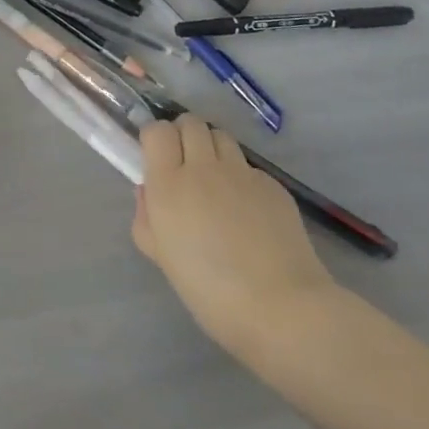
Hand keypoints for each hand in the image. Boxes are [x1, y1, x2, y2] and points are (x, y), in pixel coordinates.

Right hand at [132, 114, 343, 368]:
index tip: (156, 158)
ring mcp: (241, 172)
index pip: (157, 130)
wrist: (281, 306)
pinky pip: (248, 166)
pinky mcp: (272, 183)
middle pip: (190, 123)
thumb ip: (147, 219)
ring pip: (221, 136)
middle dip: (183, 135)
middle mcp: (204, 167)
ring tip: (215, 178)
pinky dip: (241, 176)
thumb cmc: (210, 290)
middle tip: (185, 164)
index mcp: (169, 183)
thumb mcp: (162, 258)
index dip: (155, 138)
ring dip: (212, 148)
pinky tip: (247, 208)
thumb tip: (148, 192)